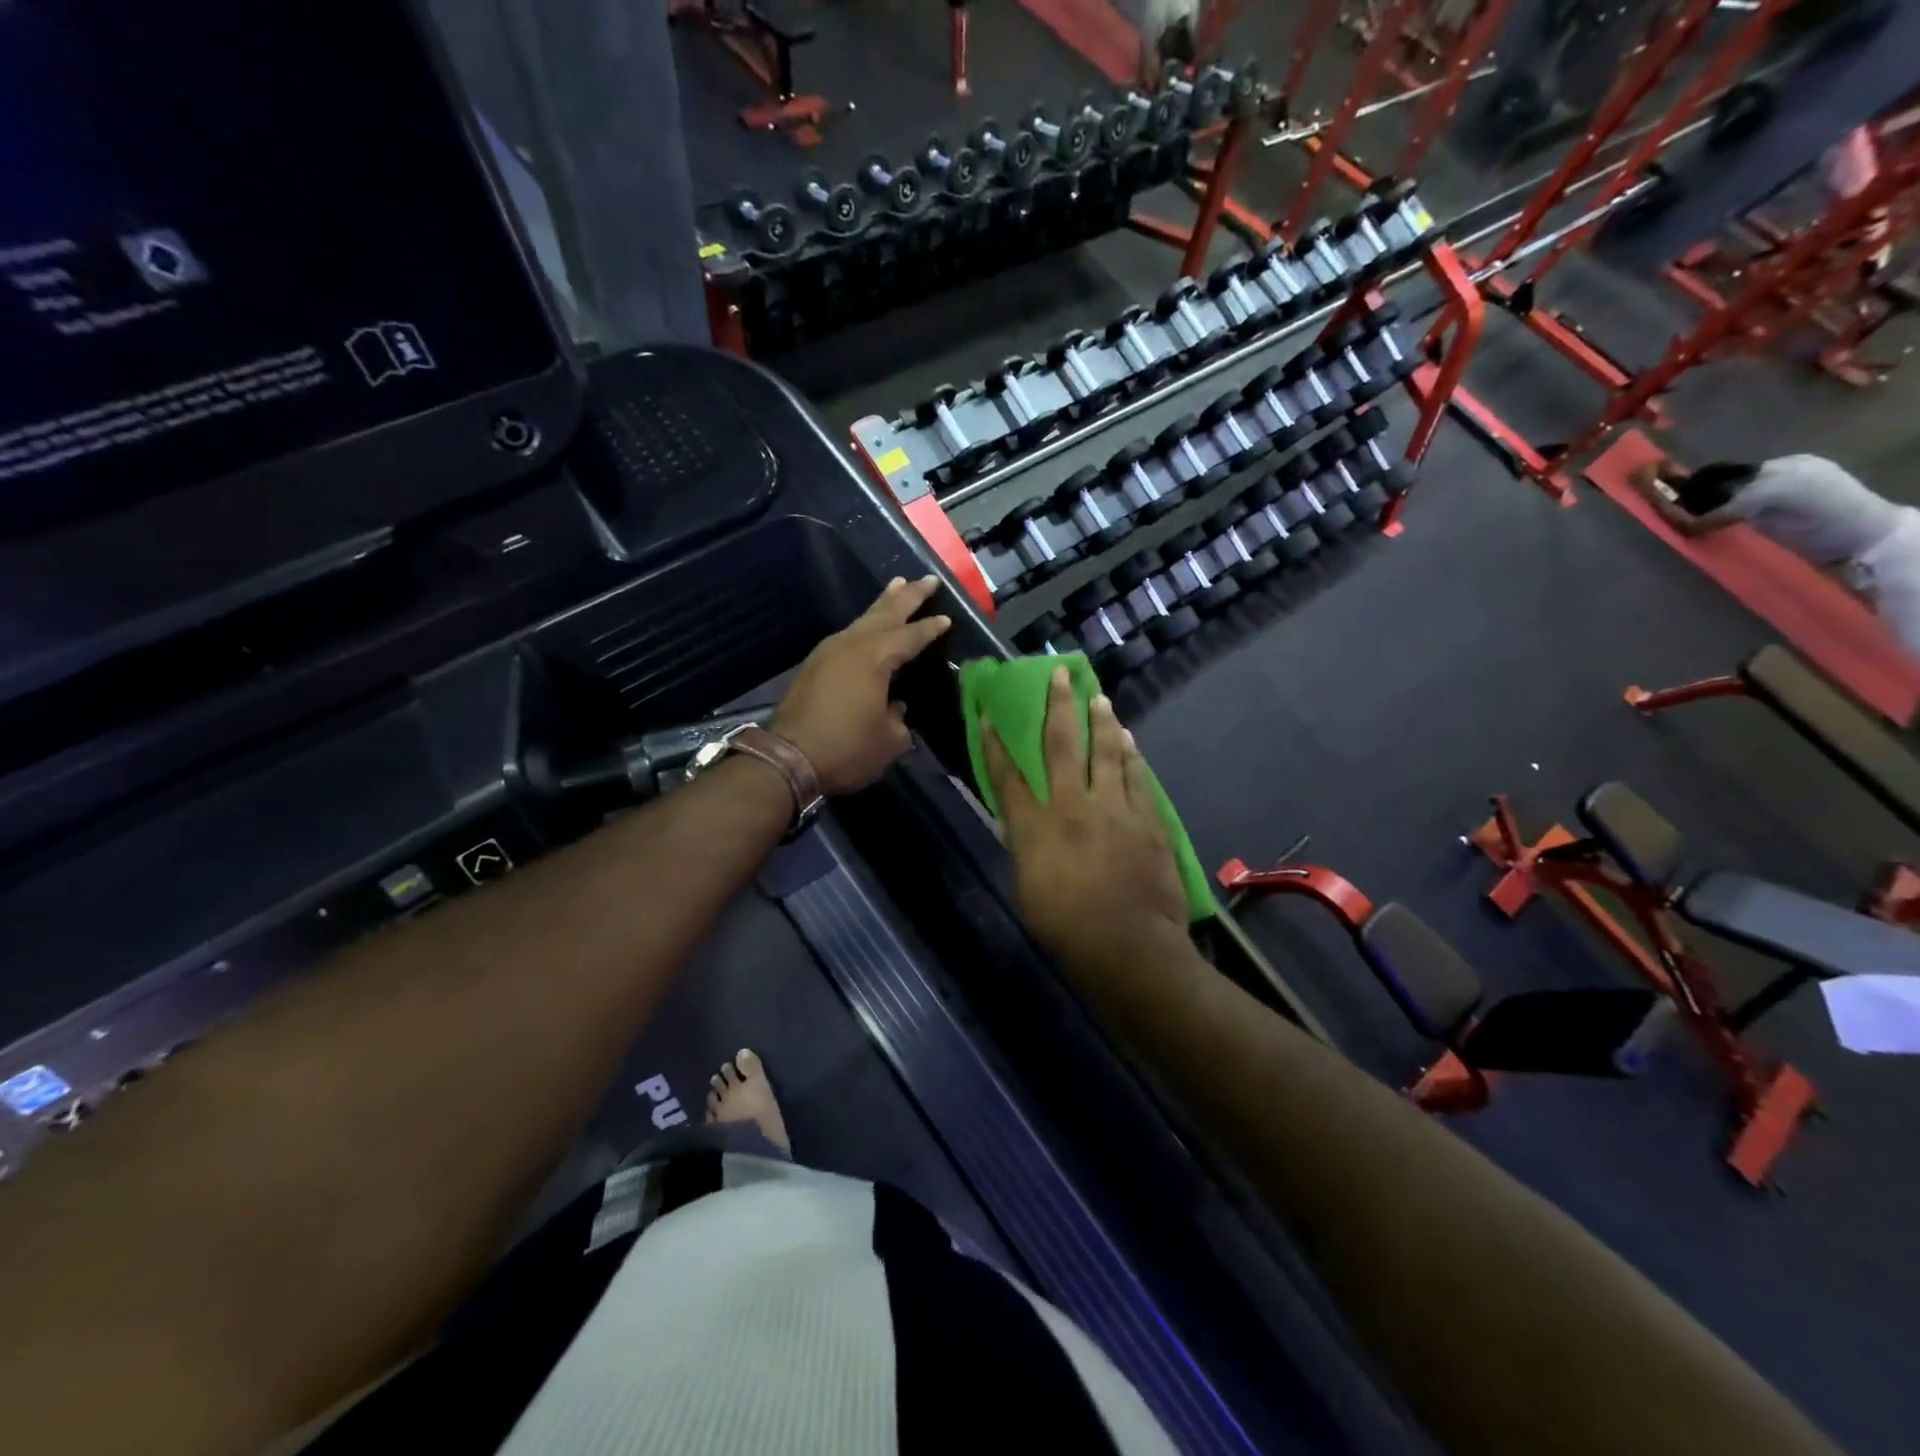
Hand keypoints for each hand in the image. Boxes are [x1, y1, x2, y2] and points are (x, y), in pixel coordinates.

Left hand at [772, 576, 951, 795]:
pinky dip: (865, 624)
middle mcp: (851, 645)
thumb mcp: (889, 740)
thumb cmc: (846, 749)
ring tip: (898, 586)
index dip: (930, 629)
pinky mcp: (815, 665)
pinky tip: (869, 626)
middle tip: (928, 579)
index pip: (910, 636)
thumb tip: (895, 706)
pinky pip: (849, 634)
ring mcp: (829, 652)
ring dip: (883, 604)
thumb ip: (898, 718)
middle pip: (885, 613)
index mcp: (875, 658)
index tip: (947, 619)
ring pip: (862, 619)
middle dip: (908, 596)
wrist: (787, 759)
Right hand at [982, 669, 1188, 977]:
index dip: (995, 742)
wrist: (1129, 947)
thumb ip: (1027, 847)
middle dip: (1059, 706)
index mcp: (1036, 826)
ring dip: (1102, 722)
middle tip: (1061, 674)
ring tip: (1100, 698)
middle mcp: (1073, 805)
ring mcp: (1115, 808)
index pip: (1008, 775)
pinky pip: (1138, 778)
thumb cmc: (1065, 927)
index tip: (988, 713)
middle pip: (1062, 745)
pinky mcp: (1147, 820)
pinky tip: (1130, 743)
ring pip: (1108, 752)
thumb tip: (1025, 825)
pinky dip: (1132, 757)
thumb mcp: (1028, 887)